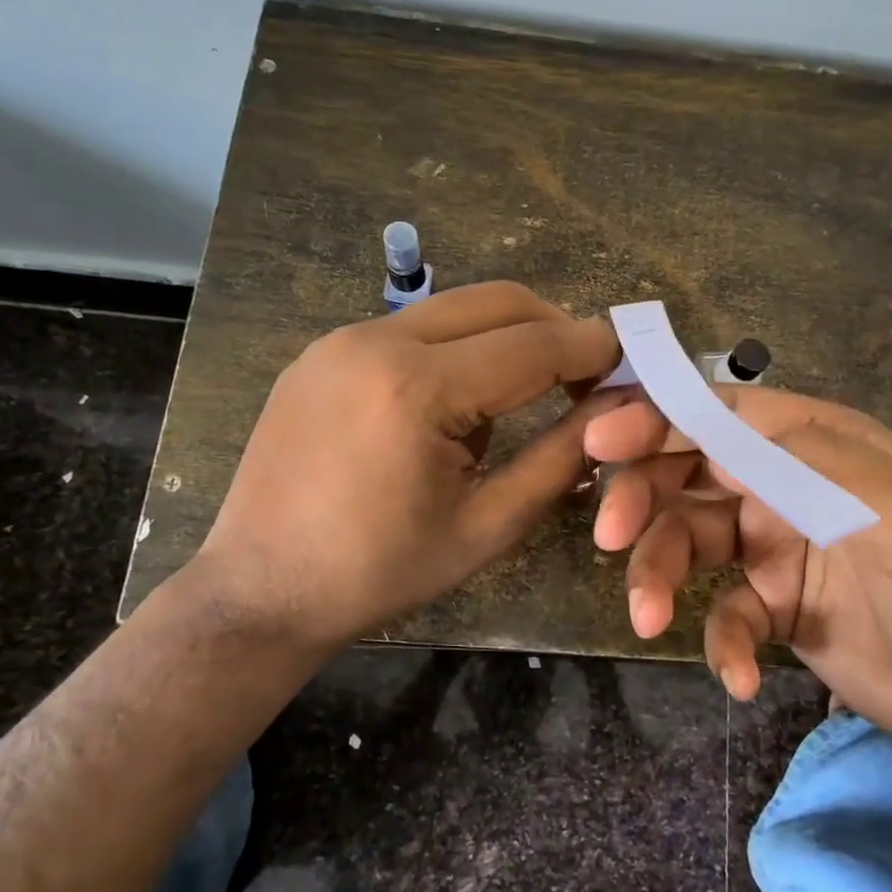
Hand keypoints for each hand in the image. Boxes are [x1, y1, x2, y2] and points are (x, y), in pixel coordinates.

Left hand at [192, 282, 619, 651]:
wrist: (258, 590)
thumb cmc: (379, 572)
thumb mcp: (487, 526)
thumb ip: (561, 459)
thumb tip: (617, 410)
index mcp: (417, 388)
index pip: (534, 344)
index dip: (593, 349)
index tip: (632, 359)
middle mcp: (376, 340)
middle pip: (499, 301)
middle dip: (555, 329)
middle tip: (585, 377)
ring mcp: (341, 338)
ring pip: (456, 309)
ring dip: (507, 339)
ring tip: (520, 401)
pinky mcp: (322, 351)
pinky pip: (414, 329)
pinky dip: (457, 350)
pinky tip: (456, 405)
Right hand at [584, 386, 891, 752]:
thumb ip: (812, 465)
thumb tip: (718, 435)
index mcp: (811, 443)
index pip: (720, 413)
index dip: (657, 418)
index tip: (601, 442)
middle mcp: (782, 484)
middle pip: (686, 471)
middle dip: (643, 497)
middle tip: (611, 536)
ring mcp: (771, 545)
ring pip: (686, 540)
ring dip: (659, 575)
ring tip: (650, 621)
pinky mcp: (769, 606)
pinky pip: (720, 613)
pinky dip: (720, 642)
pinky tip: (741, 676)